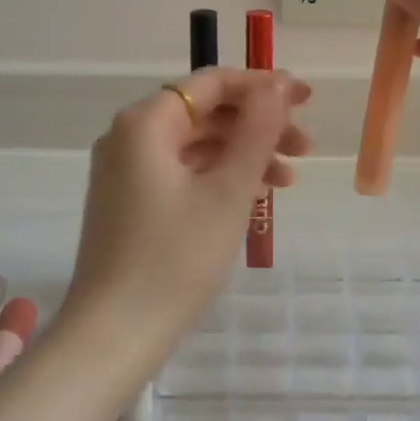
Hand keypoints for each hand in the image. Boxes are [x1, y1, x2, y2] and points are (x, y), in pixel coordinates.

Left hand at [67, 69, 312, 342]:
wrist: (113, 337)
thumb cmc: (175, 259)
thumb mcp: (228, 190)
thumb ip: (257, 130)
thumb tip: (279, 83)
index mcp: (145, 122)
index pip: (212, 83)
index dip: (263, 86)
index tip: (306, 100)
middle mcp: (129, 136)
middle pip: (204, 112)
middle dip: (257, 125)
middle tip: (305, 148)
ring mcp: (125, 170)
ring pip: (196, 144)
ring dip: (243, 154)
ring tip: (289, 179)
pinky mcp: (129, 201)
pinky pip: (182, 171)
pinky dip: (219, 177)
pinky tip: (254, 196)